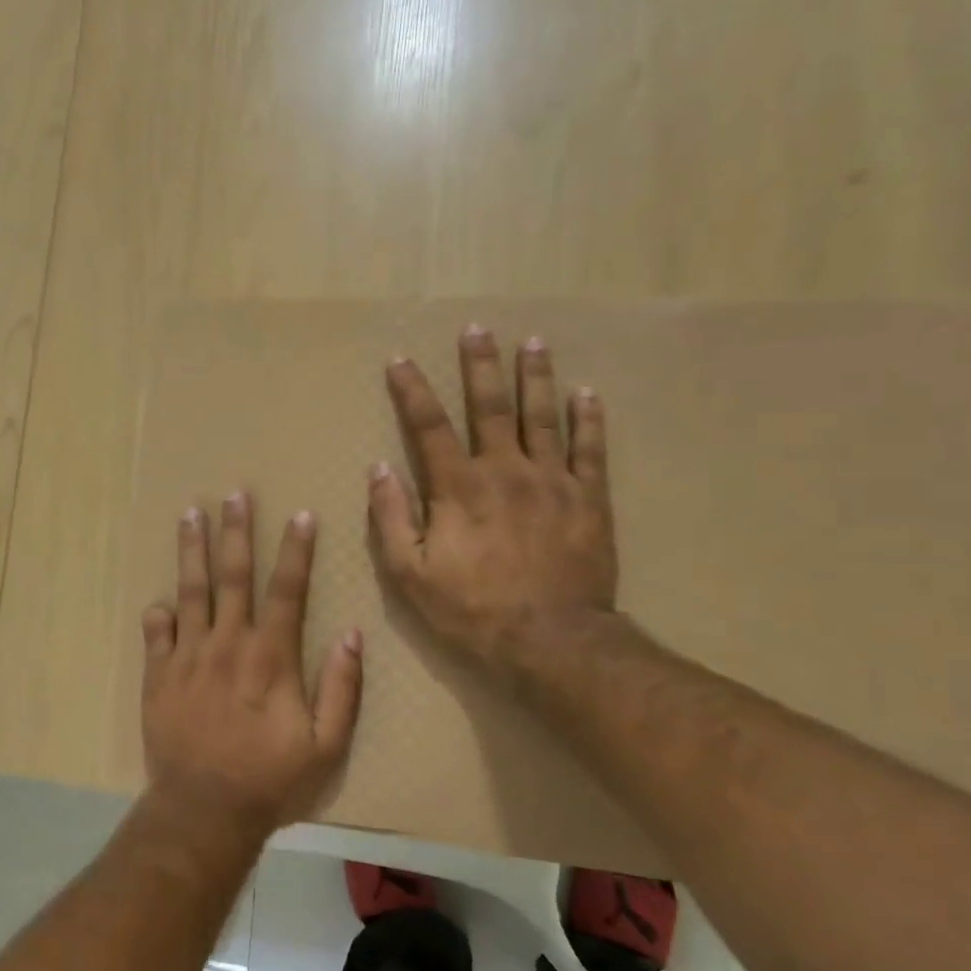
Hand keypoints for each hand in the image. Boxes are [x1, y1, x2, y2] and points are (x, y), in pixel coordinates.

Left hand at [141, 492, 363, 841]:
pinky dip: (159, 614)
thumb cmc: (270, 780)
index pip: (287, 589)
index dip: (297, 550)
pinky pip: (156, 632)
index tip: (301, 515)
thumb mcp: (326, 745)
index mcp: (270, 656)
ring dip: (192, 551)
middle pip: (233, 575)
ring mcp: (188, 656)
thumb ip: (342, 688)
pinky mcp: (159, 674)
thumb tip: (352, 635)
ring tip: (189, 514)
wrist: (203, 810)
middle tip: (233, 495)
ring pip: (191, 590)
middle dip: (236, 532)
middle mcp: (228, 643)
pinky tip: (161, 600)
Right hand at [369, 327, 619, 678]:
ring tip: (533, 343)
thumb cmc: (472, 609)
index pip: (428, 426)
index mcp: (457, 487)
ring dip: (536, 377)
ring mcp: (552, 481)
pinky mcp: (589, 499)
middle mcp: (504, 470)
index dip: (412, 390)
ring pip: (543, 416)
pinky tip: (587, 393)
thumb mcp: (410, 573)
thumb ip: (392, 518)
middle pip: (490, 406)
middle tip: (477, 329)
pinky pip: (591, 450)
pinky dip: (589, 419)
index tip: (400, 361)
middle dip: (480, 366)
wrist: (551, 641)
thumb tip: (379, 468)